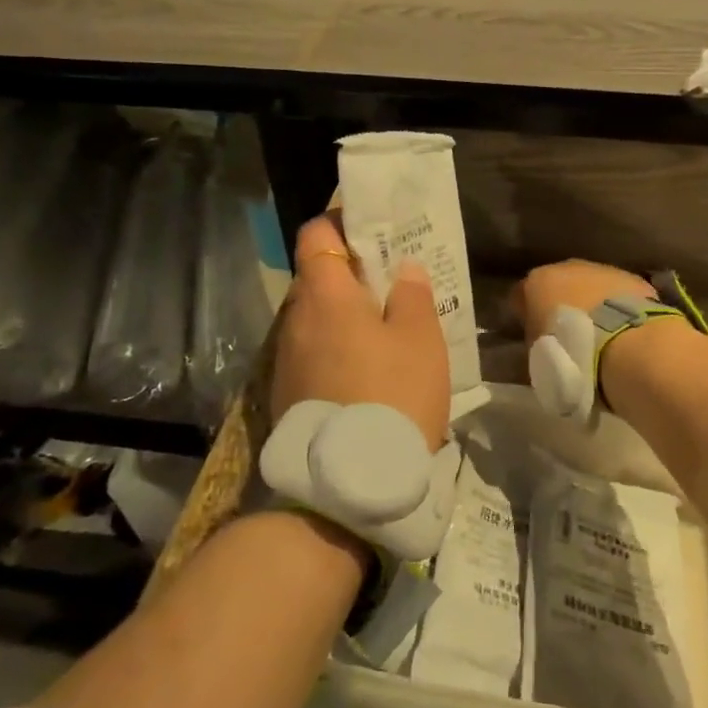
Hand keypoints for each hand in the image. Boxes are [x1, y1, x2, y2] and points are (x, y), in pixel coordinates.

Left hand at [271, 214, 451, 449]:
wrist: (350, 483)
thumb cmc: (394, 394)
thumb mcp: (421, 339)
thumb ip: (412, 295)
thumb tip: (402, 270)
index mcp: (324, 294)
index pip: (316, 234)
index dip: (341, 225)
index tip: (374, 234)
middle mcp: (295, 318)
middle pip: (317, 277)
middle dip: (351, 275)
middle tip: (392, 284)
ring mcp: (286, 358)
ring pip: (316, 319)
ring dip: (345, 316)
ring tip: (385, 331)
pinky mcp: (287, 393)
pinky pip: (313, 353)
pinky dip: (336, 349)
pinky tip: (366, 372)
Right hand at [511, 259, 656, 339]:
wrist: (625, 345)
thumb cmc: (570, 352)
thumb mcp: (538, 354)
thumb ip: (535, 339)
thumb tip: (541, 342)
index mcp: (537, 282)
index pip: (521, 294)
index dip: (525, 313)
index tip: (532, 331)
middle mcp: (568, 267)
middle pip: (558, 283)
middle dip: (561, 302)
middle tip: (567, 331)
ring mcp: (603, 270)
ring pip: (591, 284)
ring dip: (592, 302)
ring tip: (599, 332)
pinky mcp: (633, 280)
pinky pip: (618, 293)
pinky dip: (618, 306)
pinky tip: (623, 328)